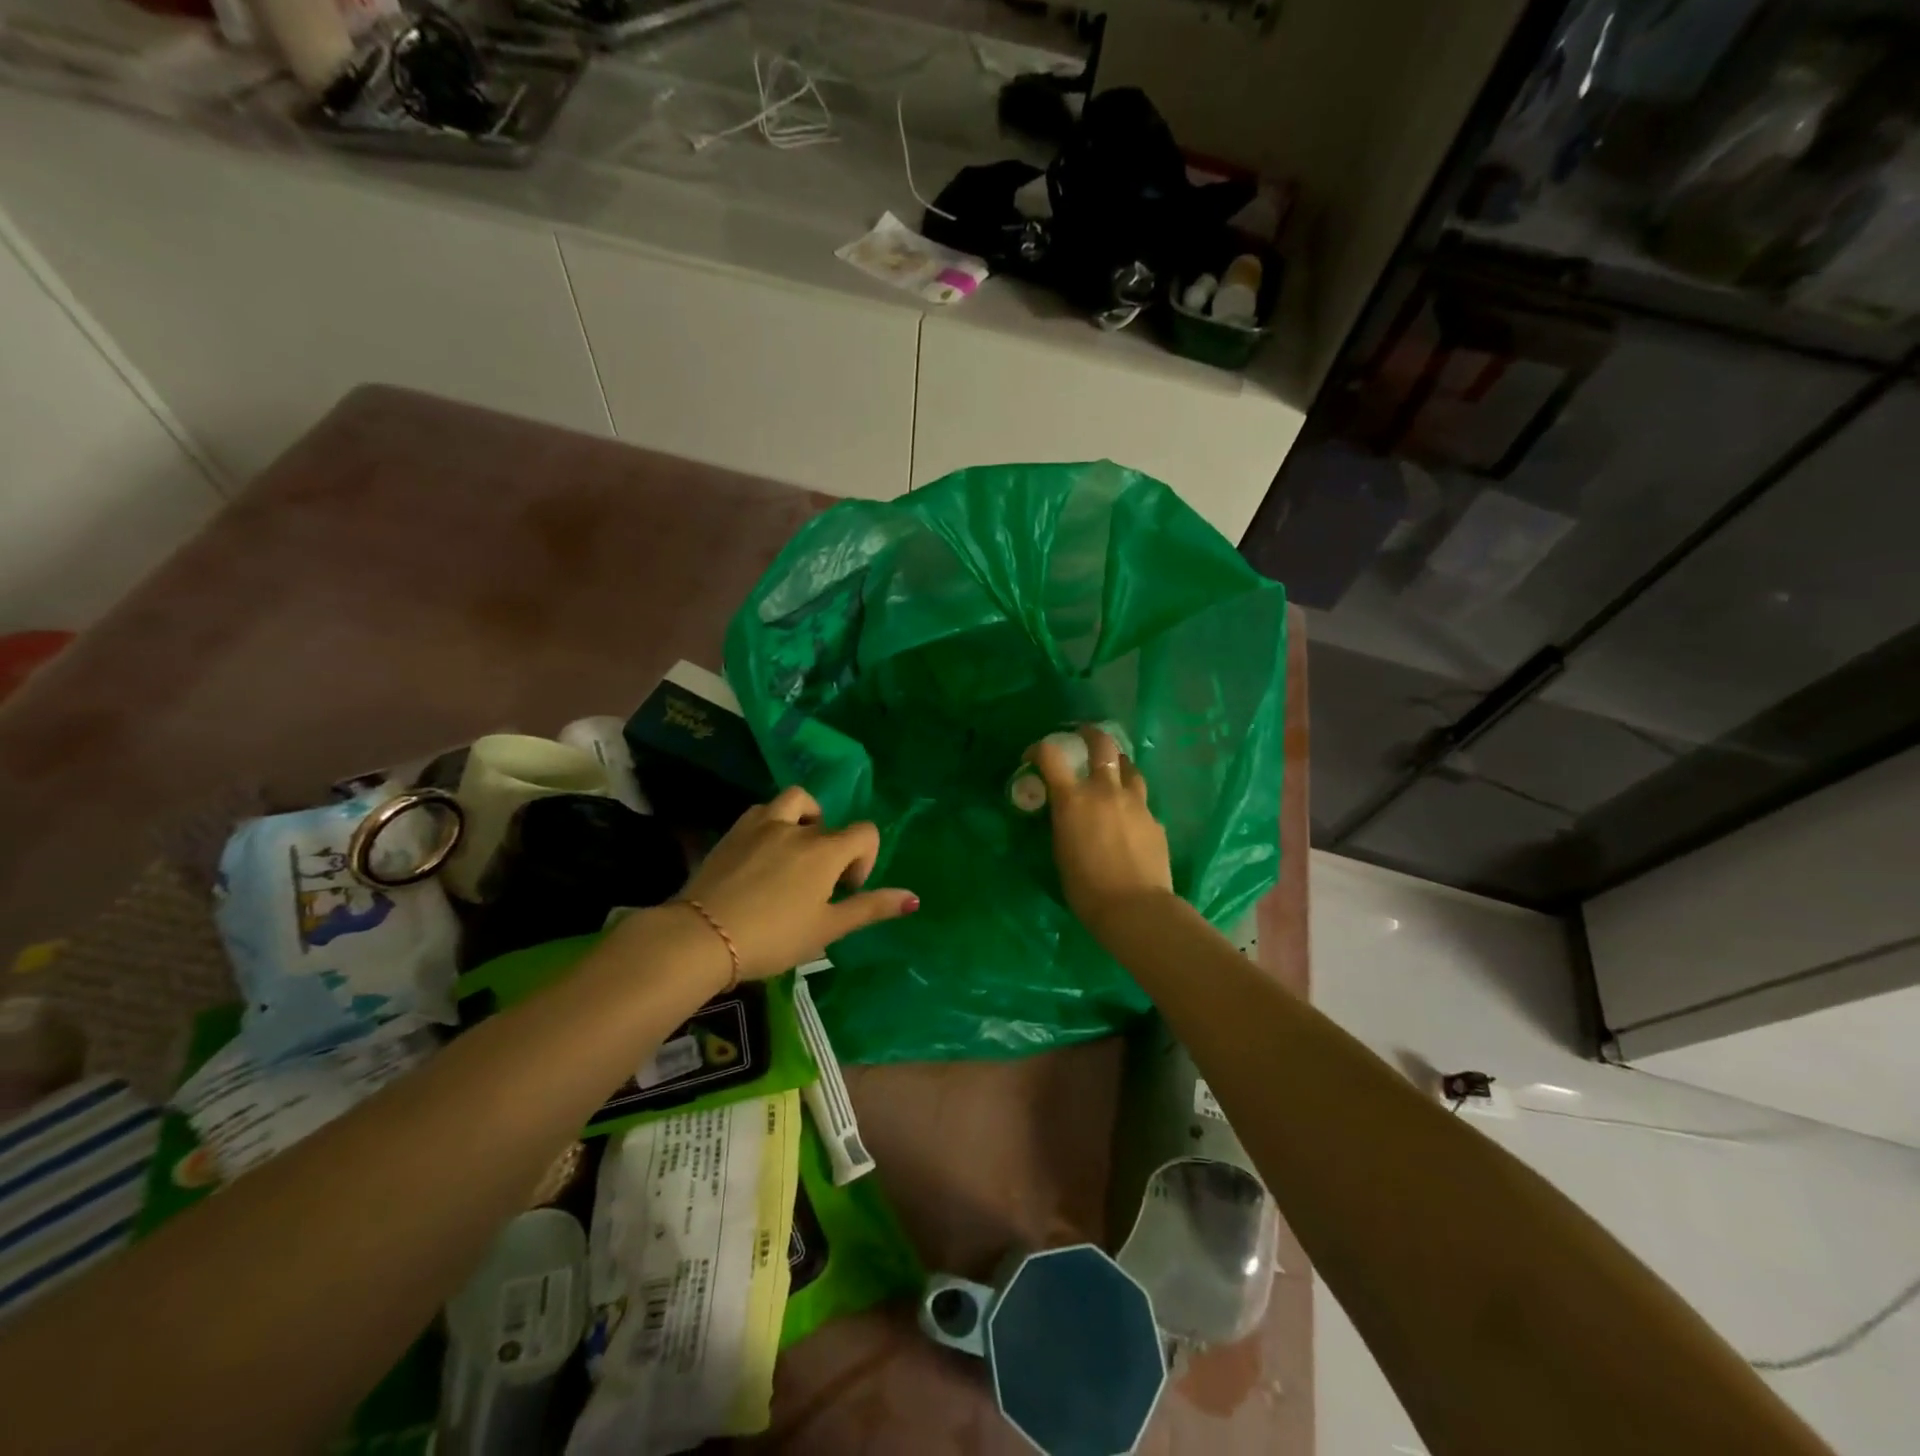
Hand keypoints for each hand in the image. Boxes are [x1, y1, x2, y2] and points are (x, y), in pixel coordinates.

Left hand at [677, 786, 917, 978]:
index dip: (864, 860)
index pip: (865, 833)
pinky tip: (764, 853)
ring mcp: (762, 825)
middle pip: (829, 823)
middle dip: (833, 850)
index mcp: (825, 850)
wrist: (702, 937)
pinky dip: (772, 822)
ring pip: (795, 801)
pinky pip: (762, 811)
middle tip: (818, 885)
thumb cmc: (773, 937)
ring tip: (795, 851)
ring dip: (805, 819)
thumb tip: (914, 898)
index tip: (845, 890)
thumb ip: (870, 908)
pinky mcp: (733, 832)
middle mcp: (797, 828)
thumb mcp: (827, 928)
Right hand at [1029, 724, 1173, 939]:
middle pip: (1103, 745)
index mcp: (1074, 799)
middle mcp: (1106, 791)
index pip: (1051, 756)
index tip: (1033, 756)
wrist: (1135, 908)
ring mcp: (1136, 803)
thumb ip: (1063, 821)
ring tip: (1112, 772)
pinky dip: (1131, 800)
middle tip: (1084, 735)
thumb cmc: (1085, 887)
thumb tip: (1065, 811)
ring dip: (1117, 764)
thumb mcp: (1060, 849)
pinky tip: (1128, 817)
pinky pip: (1141, 801)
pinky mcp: (1155, 820)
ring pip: (1129, 768)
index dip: (1039, 749)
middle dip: (1091, 734)